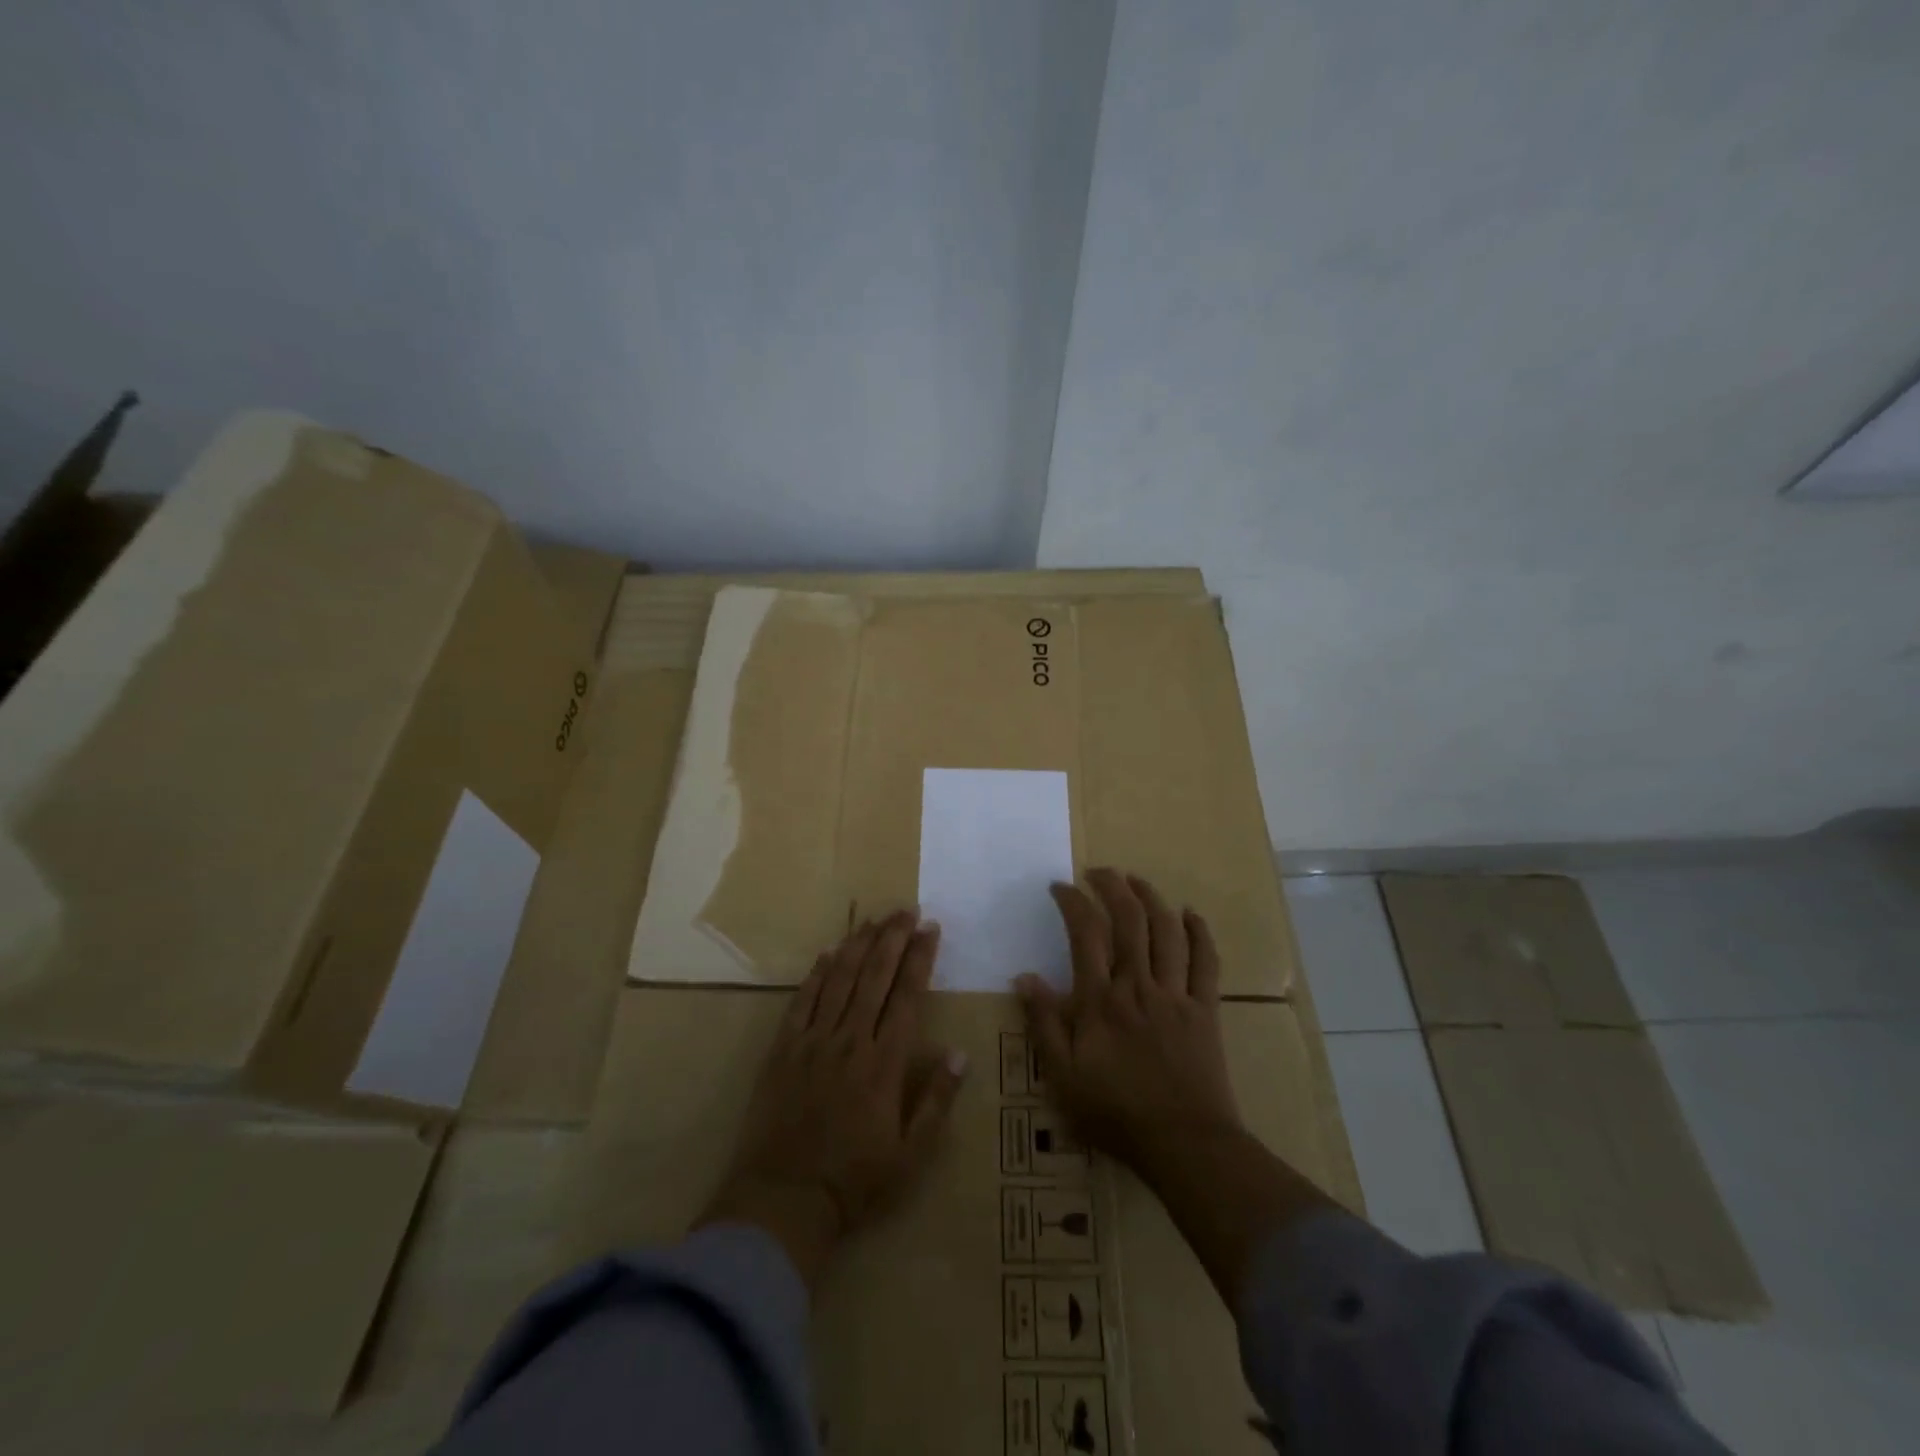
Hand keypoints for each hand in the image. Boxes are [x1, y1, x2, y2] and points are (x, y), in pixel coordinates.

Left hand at [699, 910, 967, 1287]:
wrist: (784, 1200)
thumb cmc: (855, 1180)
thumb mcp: (911, 1155)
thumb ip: (937, 1101)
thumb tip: (960, 1053)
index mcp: (885, 1063)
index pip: (906, 995)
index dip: (919, 958)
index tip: (930, 928)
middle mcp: (851, 1040)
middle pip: (874, 976)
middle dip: (892, 938)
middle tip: (906, 909)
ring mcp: (814, 1041)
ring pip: (839, 980)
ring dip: (858, 945)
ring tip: (873, 919)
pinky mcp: (784, 1049)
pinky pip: (802, 1000)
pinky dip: (817, 973)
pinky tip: (829, 952)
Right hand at [1017, 869, 1240, 1163]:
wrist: (1184, 1143)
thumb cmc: (1115, 1112)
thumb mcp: (1062, 1075)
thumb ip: (1043, 1023)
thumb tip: (1024, 977)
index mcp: (1100, 999)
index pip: (1085, 934)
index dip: (1072, 902)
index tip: (1060, 887)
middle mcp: (1138, 985)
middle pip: (1129, 920)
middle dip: (1113, 887)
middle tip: (1099, 871)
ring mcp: (1176, 994)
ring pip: (1166, 932)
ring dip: (1151, 899)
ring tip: (1136, 880)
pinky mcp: (1205, 1010)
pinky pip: (1206, 963)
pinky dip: (1200, 933)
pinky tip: (1190, 914)